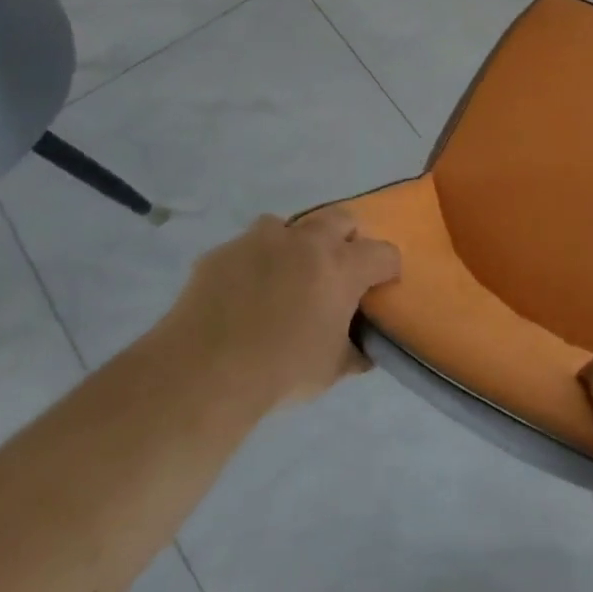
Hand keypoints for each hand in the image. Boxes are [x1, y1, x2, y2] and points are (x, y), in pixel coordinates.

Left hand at [174, 209, 399, 406]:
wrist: (205, 373)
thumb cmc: (282, 371)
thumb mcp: (332, 370)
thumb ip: (354, 352)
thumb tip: (364, 350)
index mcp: (343, 266)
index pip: (384, 253)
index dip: (387, 269)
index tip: (381, 287)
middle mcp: (308, 241)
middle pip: (342, 218)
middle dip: (347, 238)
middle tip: (338, 270)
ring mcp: (262, 240)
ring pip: (290, 225)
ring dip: (295, 244)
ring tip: (286, 276)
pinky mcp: (224, 251)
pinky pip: (247, 247)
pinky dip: (254, 263)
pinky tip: (242, 293)